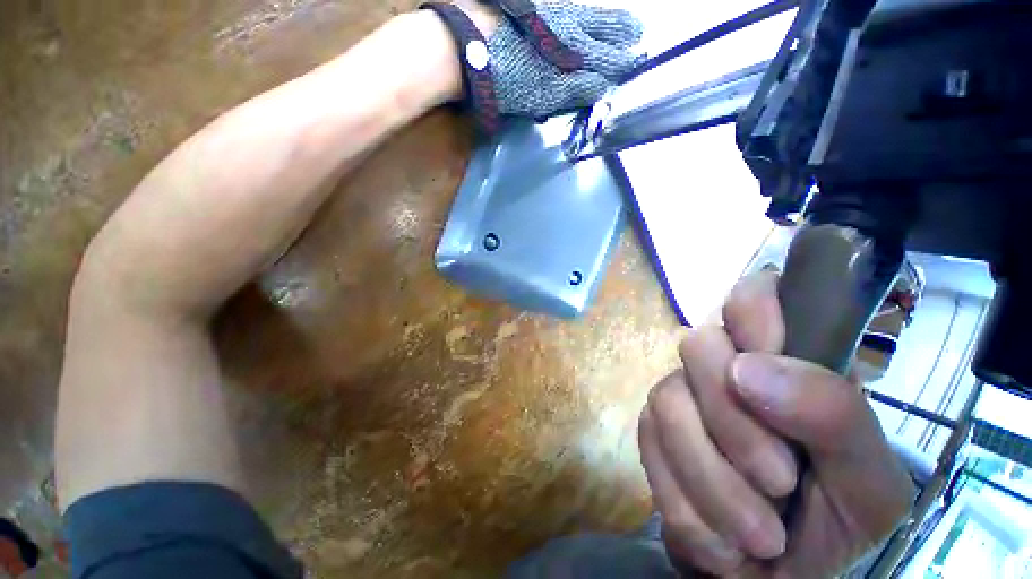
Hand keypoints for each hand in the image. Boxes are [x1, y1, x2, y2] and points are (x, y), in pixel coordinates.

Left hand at [457, 0, 643, 116]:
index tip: (635, 63)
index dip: (622, 61)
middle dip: (622, 31)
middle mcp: (569, 23)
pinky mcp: (536, 9)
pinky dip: (581, 14)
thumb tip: (602, 88)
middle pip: (603, 25)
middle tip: (637, 33)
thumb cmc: (508, 75)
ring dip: (607, 20)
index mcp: (574, 49)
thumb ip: (575, 90)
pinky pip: (567, 9)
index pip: (608, 55)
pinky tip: (582, 16)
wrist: (467, 44)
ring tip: (624, 24)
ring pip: (588, 13)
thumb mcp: (544, 93)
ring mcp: (552, 11)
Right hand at [638, 271, 914, 576]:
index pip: (752, 294)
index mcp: (784, 360)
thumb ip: (834, 415)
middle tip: (779, 480)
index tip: (767, 352)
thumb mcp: (870, 481)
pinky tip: (721, 535)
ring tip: (759, 533)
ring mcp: (678, 396)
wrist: (784, 572)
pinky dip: (691, 505)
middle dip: (734, 420)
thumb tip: (747, 371)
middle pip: (697, 346)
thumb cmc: (839, 519)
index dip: (753, 311)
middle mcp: (720, 366)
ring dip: (714, 480)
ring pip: (666, 401)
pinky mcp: (651, 432)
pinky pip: (651, 448)